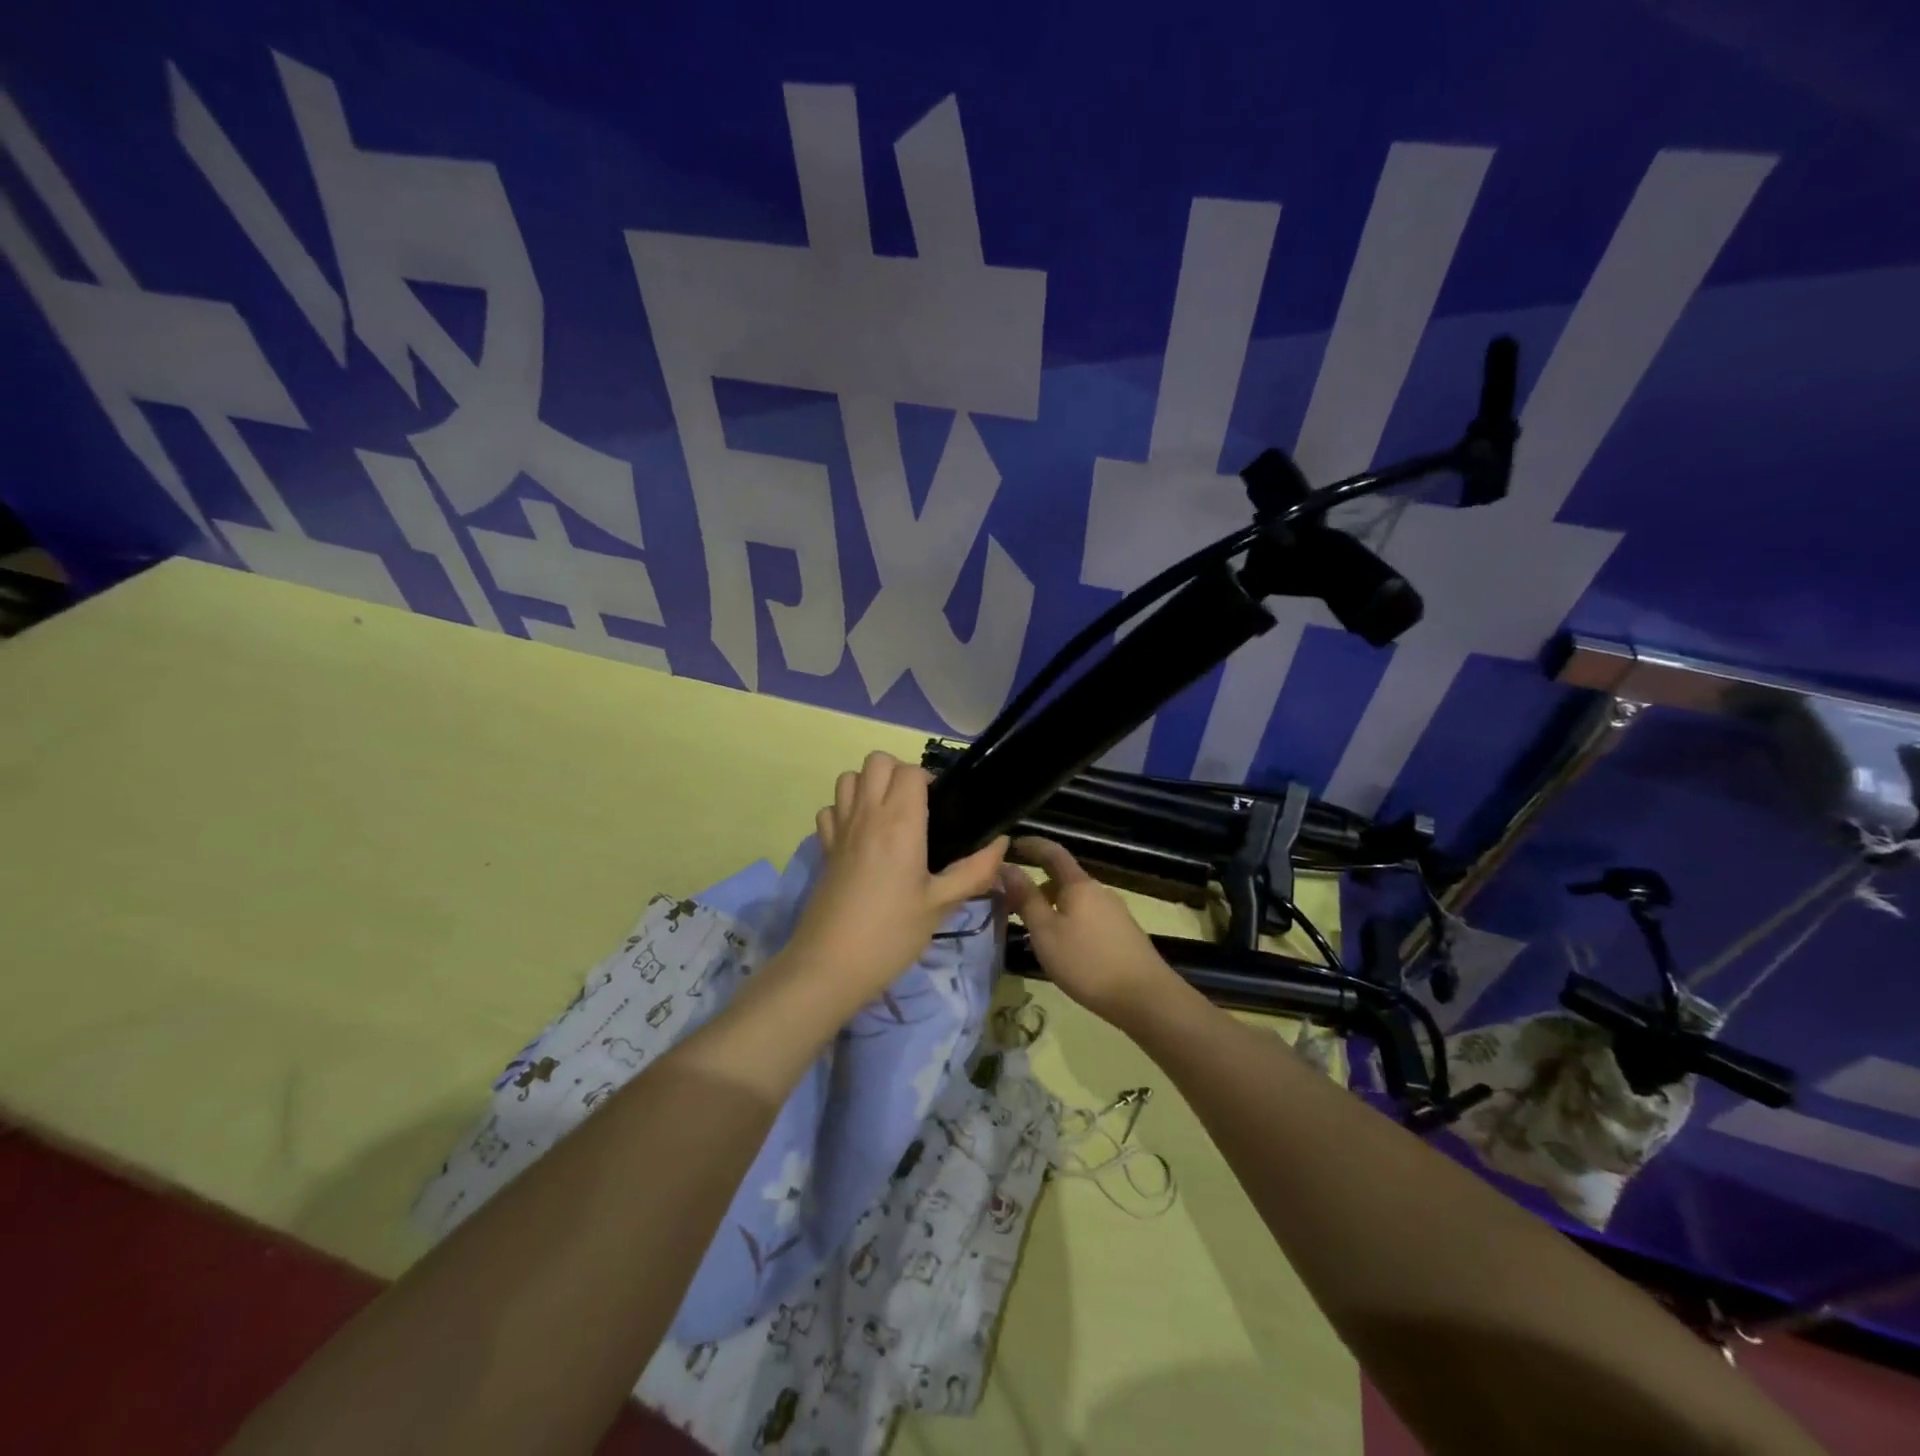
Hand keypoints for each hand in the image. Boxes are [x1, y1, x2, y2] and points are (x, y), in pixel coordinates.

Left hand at [785, 752, 1007, 1009]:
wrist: (830, 965)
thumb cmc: (892, 934)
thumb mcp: (941, 905)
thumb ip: (974, 871)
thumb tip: (1001, 844)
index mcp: (900, 823)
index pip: (910, 771)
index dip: (928, 780)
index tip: (941, 807)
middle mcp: (867, 814)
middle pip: (877, 761)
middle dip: (899, 773)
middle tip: (917, 807)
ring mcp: (840, 829)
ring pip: (849, 778)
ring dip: (869, 785)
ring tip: (889, 816)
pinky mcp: (824, 848)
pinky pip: (831, 808)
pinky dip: (844, 810)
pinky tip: (860, 836)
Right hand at [999, 837, 1179, 1024]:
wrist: (1145, 998)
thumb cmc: (1087, 962)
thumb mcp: (1046, 932)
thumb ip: (1026, 898)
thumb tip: (1007, 867)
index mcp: (1079, 885)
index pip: (1052, 852)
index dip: (1032, 845)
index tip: (1011, 845)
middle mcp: (1099, 891)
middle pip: (1064, 879)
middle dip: (1038, 886)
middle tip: (1013, 903)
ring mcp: (1115, 913)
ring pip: (1076, 901)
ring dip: (1053, 907)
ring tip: (1035, 931)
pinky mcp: (1123, 934)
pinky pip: (1088, 918)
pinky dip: (1069, 922)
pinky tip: (1064, 949)